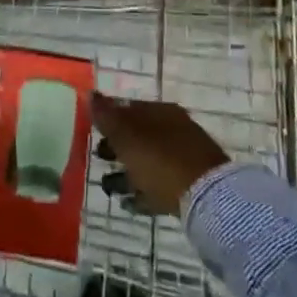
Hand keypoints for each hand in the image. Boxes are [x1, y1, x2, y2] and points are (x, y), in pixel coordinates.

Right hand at [91, 94, 228, 217]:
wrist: (207, 197)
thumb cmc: (160, 159)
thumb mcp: (126, 135)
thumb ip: (106, 116)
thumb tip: (90, 93)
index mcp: (160, 112)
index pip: (129, 109)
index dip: (109, 118)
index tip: (91, 132)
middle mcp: (173, 130)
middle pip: (138, 135)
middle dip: (117, 147)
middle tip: (99, 158)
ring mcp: (183, 158)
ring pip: (147, 161)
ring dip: (127, 173)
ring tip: (109, 188)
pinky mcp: (189, 186)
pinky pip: (158, 186)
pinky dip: (142, 193)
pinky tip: (128, 203)